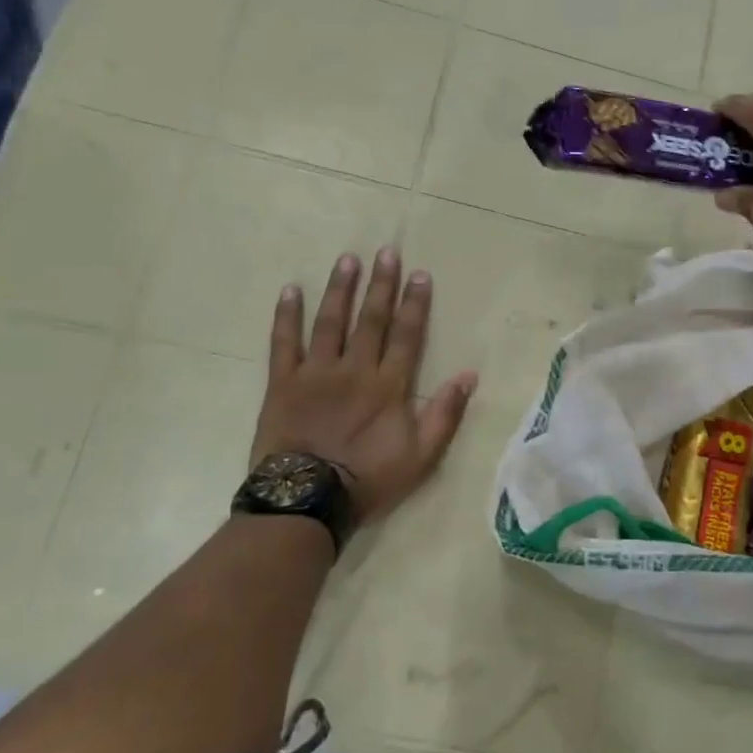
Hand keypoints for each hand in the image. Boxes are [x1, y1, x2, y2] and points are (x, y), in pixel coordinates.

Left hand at [250, 248, 477, 530]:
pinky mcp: (283, 383)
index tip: (419, 274)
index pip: (406, 335)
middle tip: (386, 252)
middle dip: (381, 285)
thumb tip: (469, 375)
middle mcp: (355, 369)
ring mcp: (316, 373)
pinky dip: (287, 316)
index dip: (414, 303)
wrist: (307, 499)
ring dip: (340, 289)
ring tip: (347, 259)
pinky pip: (284, 343)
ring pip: (330, 322)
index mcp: (389, 385)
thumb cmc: (369, 479)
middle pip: (371, 320)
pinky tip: (291, 290)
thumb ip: (445, 414)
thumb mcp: (421, 456)